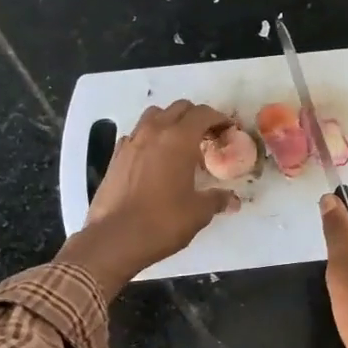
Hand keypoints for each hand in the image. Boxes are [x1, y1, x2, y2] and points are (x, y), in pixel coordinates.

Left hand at [60, 101, 239, 296]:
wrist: (114, 238)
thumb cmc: (162, 222)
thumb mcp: (198, 212)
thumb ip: (217, 200)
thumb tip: (233, 200)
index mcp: (179, 139)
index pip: (203, 114)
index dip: (219, 119)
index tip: (228, 130)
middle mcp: (154, 132)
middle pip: (179, 108)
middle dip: (196, 117)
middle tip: (207, 136)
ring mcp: (131, 141)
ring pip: (154, 115)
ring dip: (171, 121)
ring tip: (179, 144)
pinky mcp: (116, 155)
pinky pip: (137, 134)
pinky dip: (150, 137)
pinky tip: (155, 159)